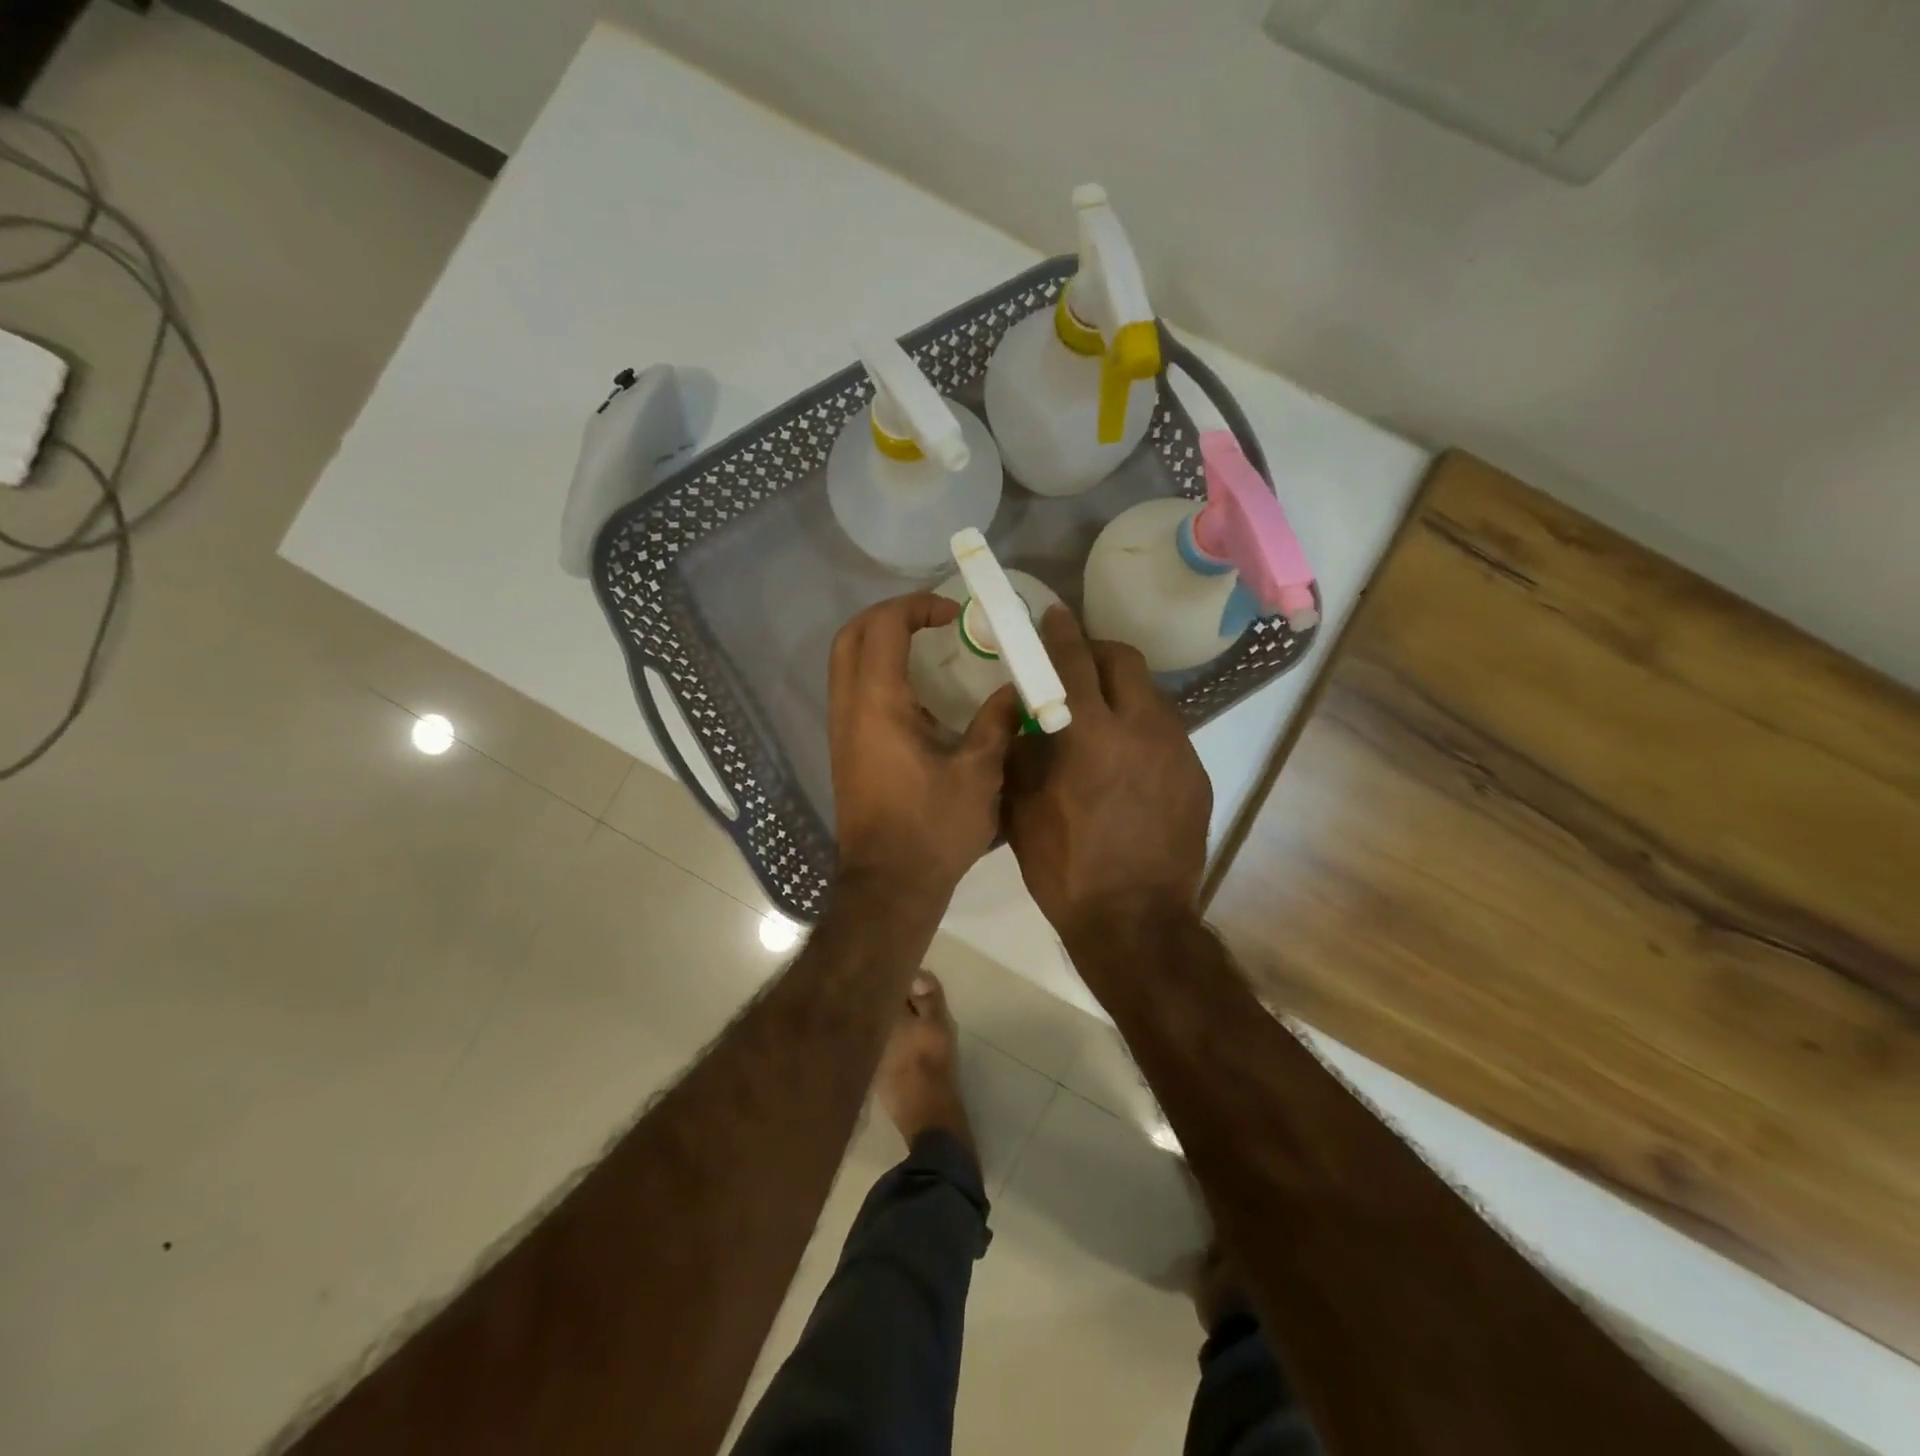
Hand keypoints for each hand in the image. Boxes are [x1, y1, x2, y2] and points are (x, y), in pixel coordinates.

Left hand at [829, 593, 1022, 903]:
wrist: (888, 885)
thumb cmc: (933, 829)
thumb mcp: (978, 774)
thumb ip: (997, 723)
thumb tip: (1015, 690)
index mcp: (878, 705)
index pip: (883, 627)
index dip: (917, 606)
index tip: (954, 614)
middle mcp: (849, 709)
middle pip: (851, 636)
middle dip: (890, 615)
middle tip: (934, 621)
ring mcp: (842, 730)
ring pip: (846, 663)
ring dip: (882, 644)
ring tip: (930, 651)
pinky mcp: (846, 750)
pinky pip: (853, 690)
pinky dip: (879, 673)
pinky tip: (921, 695)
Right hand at [1004, 607, 1210, 943]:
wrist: (1136, 923)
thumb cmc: (1067, 869)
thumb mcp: (1024, 812)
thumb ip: (1021, 754)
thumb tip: (1022, 719)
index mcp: (1092, 736)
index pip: (1074, 662)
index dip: (1060, 634)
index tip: (1052, 616)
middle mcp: (1142, 729)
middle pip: (1125, 661)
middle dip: (1097, 651)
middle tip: (1075, 666)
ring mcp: (1177, 751)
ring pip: (1150, 694)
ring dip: (1122, 691)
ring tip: (1100, 718)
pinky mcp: (1196, 775)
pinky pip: (1166, 731)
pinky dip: (1141, 728)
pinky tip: (1125, 761)